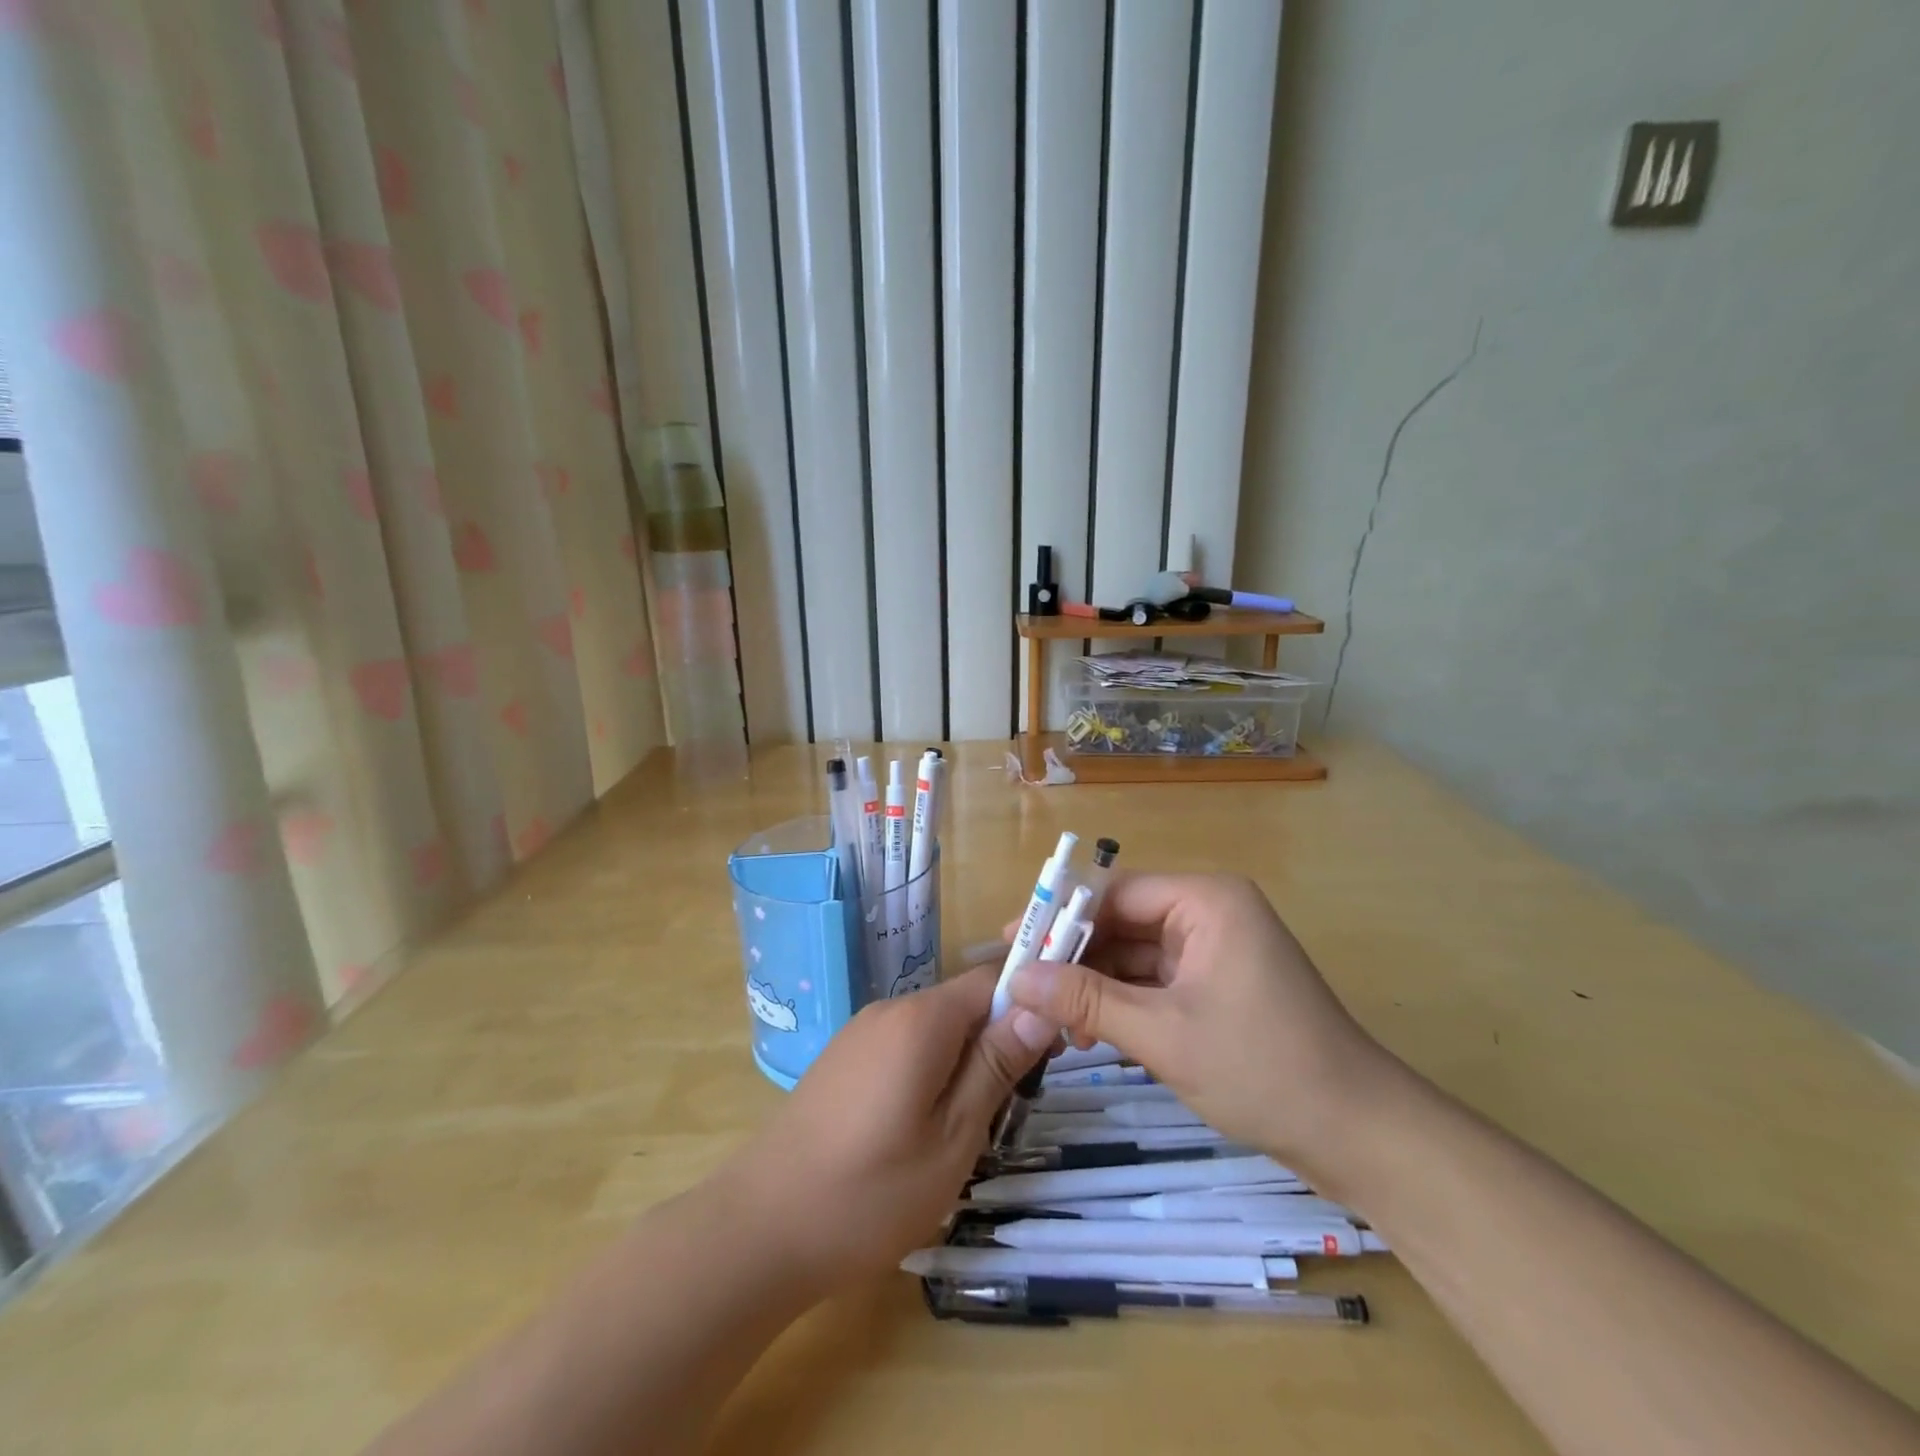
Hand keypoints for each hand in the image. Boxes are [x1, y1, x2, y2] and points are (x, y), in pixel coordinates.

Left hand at [724, 965, 1053, 1296]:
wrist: (759, 1229)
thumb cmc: (871, 1192)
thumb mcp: (954, 1135)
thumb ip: (997, 1064)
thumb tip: (1040, 1006)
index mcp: (921, 1019)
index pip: (991, 979)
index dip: (1028, 1006)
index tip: (1048, 1057)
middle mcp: (889, 1010)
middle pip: (962, 1005)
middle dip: (995, 1044)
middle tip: (1008, 1111)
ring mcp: (860, 1034)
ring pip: (934, 1031)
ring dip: (962, 1065)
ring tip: (965, 1131)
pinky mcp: (842, 1060)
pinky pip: (904, 1049)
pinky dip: (928, 1074)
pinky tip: (918, 1132)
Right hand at [1005, 873, 1397, 1178]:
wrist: (1359, 1135)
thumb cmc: (1263, 1069)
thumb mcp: (1163, 1034)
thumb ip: (1087, 1002)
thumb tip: (1018, 980)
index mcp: (1205, 900)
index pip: (1114, 892)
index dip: (1059, 916)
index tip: (1011, 942)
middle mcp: (1210, 912)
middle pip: (1123, 921)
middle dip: (1074, 956)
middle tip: (1023, 987)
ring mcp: (1216, 949)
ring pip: (1136, 954)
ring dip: (1096, 984)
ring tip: (1051, 1020)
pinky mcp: (1218, 984)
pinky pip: (1157, 979)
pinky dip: (1123, 1002)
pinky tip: (1090, 1031)